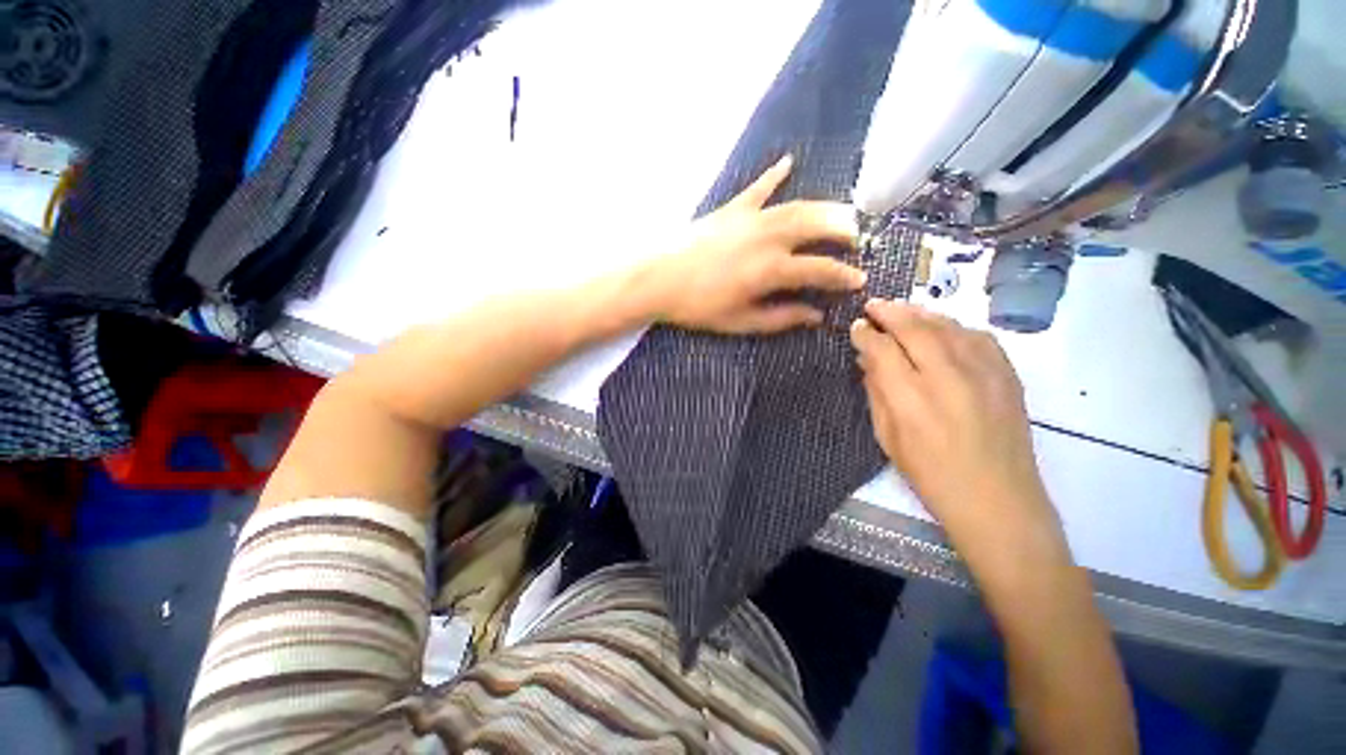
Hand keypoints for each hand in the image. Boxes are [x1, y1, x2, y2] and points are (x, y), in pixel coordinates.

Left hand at [652, 155, 866, 333]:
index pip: (820, 269)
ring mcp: (750, 218)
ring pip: (797, 205)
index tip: (859, 280)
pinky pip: (759, 188)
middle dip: (843, 231)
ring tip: (840, 212)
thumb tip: (814, 316)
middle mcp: (768, 237)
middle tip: (857, 238)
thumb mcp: (740, 321)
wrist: (658, 278)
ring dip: (824, 207)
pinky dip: (774, 175)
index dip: (843, 276)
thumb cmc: (698, 306)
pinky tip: (788, 161)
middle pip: (817, 226)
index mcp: (771, 269)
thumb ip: (780, 318)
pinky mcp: (731, 209)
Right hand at [849, 299, 1066, 562]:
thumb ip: (876, 393)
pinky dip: (954, 326)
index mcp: (911, 399)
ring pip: (947, 326)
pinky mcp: (1007, 375)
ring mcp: (983, 373)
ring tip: (902, 310)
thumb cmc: (931, 476)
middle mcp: (947, 377)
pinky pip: (978, 336)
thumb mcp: (888, 438)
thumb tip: (868, 360)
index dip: (865, 333)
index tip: (856, 326)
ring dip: (920, 313)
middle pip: (915, 328)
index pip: (882, 349)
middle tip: (874, 305)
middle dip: (890, 312)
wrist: (999, 501)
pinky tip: (942, 328)